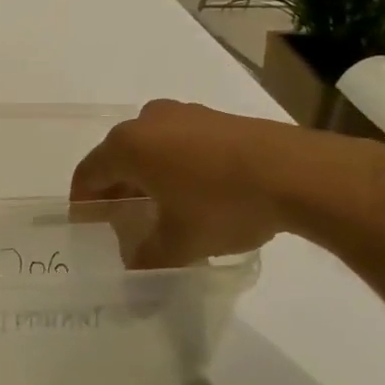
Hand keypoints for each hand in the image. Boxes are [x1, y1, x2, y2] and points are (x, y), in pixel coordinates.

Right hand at [69, 100, 342, 266]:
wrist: (300, 174)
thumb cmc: (223, 204)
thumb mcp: (180, 243)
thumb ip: (147, 258)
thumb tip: (134, 270)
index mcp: (127, 146)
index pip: (88, 174)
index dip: (84, 203)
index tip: (87, 227)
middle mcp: (147, 121)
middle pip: (116, 158)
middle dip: (115, 189)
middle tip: (121, 221)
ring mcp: (184, 114)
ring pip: (149, 147)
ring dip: (145, 176)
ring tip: (158, 208)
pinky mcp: (216, 117)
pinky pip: (179, 142)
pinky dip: (174, 165)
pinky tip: (193, 192)